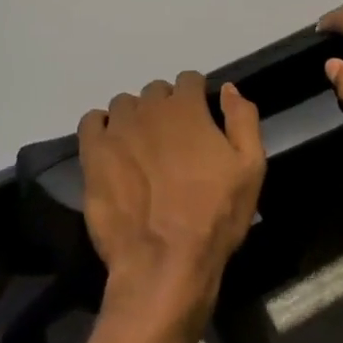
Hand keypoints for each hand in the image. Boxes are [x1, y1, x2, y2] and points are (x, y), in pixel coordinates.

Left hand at [77, 73, 264, 338]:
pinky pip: (92, 122)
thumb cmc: (214, 216)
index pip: (189, 79)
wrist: (164, 262)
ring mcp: (118, 129)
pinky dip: (101, 127)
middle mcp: (149, 109)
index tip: (199, 117)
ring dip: (135, 117)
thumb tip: (228, 89)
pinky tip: (112, 148)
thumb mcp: (250, 168)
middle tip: (172, 140)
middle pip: (156, 91)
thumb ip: (243, 119)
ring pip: (124, 105)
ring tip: (141, 147)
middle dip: (165, 107)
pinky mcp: (93, 153)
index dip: (196, 96)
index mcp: (186, 108)